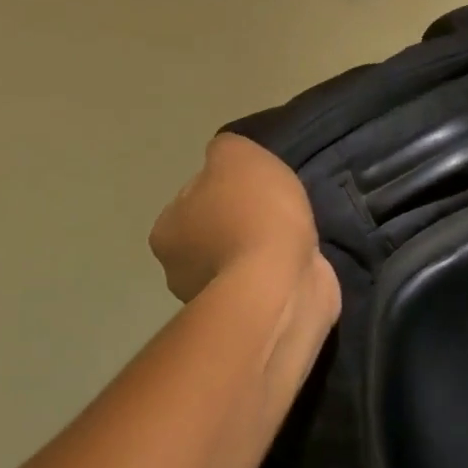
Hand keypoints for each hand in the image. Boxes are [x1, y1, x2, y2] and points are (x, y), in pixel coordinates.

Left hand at [149, 133, 336, 316]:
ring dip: (262, 249)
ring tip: (295, 235)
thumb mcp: (236, 154)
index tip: (254, 185)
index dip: (225, 185)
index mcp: (166, 231)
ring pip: (240, 259)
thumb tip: (226, 162)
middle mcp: (180, 270)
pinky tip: (300, 260)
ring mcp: (215, 300)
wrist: (281, 283)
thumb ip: (226, 150)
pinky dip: (279, 272)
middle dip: (242, 221)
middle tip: (275, 209)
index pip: (193, 196)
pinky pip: (264, 284)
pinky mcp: (251, 317)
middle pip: (215, 231)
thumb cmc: (252, 213)